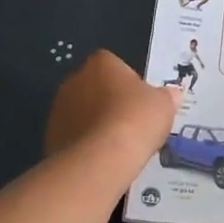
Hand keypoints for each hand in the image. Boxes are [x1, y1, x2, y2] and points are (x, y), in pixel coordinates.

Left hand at [45, 50, 178, 165]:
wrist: (102, 159)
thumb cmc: (136, 119)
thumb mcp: (164, 105)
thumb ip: (166, 96)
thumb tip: (172, 93)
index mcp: (101, 63)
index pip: (113, 64)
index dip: (127, 81)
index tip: (139, 99)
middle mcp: (74, 79)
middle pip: (94, 86)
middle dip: (108, 101)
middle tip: (129, 122)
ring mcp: (59, 108)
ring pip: (81, 112)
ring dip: (94, 123)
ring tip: (116, 145)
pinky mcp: (50, 136)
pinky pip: (72, 135)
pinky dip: (84, 144)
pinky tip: (101, 158)